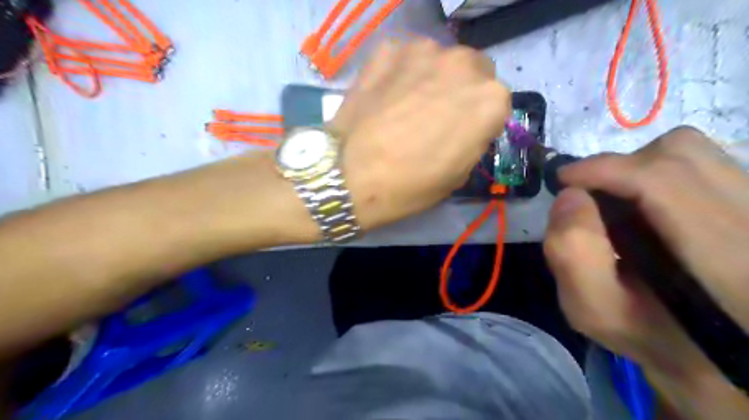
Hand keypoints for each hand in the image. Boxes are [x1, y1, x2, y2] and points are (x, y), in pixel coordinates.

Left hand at [332, 38, 511, 228]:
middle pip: (473, 73)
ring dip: (432, 79)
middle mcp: (463, 65)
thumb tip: (466, 126)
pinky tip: (386, 97)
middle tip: (436, 117)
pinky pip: (405, 58)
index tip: (461, 133)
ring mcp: (423, 51)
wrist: (349, 177)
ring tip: (407, 106)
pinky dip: (400, 73)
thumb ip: (473, 140)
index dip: (479, 120)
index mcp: (489, 100)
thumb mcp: (458, 175)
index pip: (496, 103)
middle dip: (461, 92)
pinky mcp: (387, 50)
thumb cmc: (410, 185)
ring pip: (440, 61)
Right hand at [546, 126, 748, 417]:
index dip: (604, 168)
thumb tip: (569, 196)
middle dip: (618, 167)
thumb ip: (572, 255)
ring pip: (694, 153)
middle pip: (680, 154)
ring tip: (618, 200)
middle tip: (590, 196)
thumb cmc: (651, 337)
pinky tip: (647, 206)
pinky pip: (704, 164)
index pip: (664, 179)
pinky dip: (661, 173)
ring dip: (639, 168)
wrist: (718, 356)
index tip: (564, 180)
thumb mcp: (594, 310)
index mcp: (726, 259)